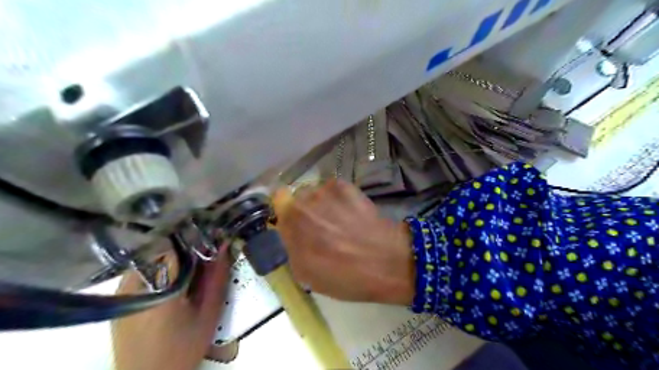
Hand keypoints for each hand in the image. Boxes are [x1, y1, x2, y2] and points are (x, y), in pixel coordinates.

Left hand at [110, 245, 229, 369]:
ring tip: (190, 269)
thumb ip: (218, 278)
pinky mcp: (118, 298)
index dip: (198, 239)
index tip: (213, 238)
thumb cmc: (182, 348)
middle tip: (204, 258)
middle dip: (187, 248)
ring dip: (173, 257)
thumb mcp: (208, 314)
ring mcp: (122, 290)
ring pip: (152, 257)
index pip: (177, 245)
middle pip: (163, 249)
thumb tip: (225, 245)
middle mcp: (134, 283)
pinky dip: (160, 267)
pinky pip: (142, 269)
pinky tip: (172, 281)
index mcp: (158, 287)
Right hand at [276, 178, 412, 303]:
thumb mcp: (307, 274)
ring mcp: (325, 191)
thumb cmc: (346, 276)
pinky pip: (332, 189)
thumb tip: (289, 232)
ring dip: (321, 203)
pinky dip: (338, 198)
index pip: (277, 202)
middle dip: (304, 209)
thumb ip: (291, 247)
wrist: (386, 262)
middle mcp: (303, 203)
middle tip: (321, 226)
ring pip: (315, 192)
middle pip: (297, 197)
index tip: (294, 222)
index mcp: (291, 225)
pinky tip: (351, 213)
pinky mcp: (345, 185)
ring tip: (340, 220)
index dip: (285, 211)